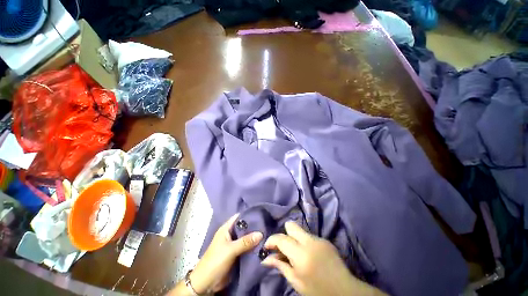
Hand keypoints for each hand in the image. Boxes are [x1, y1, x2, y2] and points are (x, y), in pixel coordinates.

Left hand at [189, 213, 262, 293]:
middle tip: (267, 225)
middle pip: (244, 227)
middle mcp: (231, 234)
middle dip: (254, 227)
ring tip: (268, 234)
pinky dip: (253, 246)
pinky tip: (263, 245)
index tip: (261, 214)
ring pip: (246, 237)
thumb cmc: (215, 261)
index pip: (239, 217)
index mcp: (226, 228)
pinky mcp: (237, 253)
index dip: (249, 214)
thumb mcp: (230, 250)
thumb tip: (261, 233)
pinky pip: (247, 247)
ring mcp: (234, 244)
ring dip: (255, 237)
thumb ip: (245, 241)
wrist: (206, 283)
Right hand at [262, 221, 385, 295]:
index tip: (267, 247)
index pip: (281, 238)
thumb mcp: (296, 282)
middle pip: (291, 225)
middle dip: (284, 233)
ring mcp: (319, 238)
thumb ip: (281, 266)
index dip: (271, 240)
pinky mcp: (325, 239)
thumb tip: (266, 258)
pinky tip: (308, 254)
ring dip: (294, 238)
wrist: (345, 291)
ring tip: (295, 253)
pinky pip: (309, 236)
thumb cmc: (318, 291)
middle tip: (283, 248)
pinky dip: (304, 242)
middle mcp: (309, 241)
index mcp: (301, 254)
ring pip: (300, 230)